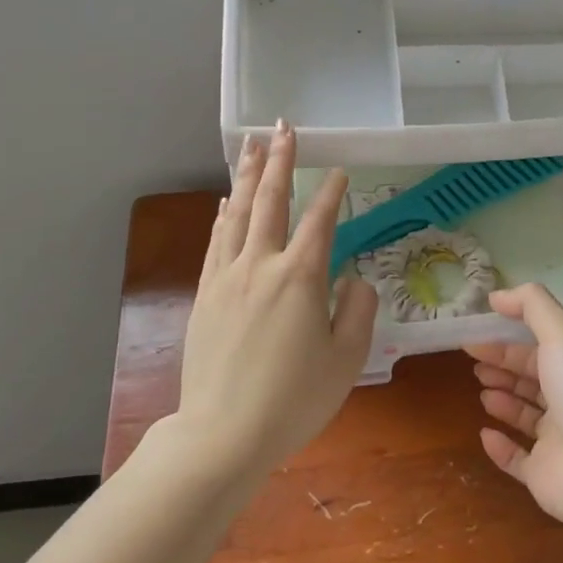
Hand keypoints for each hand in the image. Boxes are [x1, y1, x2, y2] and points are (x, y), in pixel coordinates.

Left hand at [176, 122, 378, 476]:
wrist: (223, 435)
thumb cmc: (294, 400)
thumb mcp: (346, 359)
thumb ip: (358, 310)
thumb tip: (353, 280)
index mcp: (300, 277)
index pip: (320, 220)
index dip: (332, 192)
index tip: (340, 171)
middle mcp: (260, 265)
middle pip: (269, 201)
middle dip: (279, 161)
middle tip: (283, 127)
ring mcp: (226, 278)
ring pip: (236, 214)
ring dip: (246, 176)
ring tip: (252, 145)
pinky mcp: (204, 296)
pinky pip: (214, 242)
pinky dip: (222, 216)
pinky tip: (224, 202)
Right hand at [464, 284, 562, 528]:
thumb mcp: (562, 334)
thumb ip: (531, 306)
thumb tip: (496, 295)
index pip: (541, 346)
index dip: (509, 338)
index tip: (477, 331)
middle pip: (532, 378)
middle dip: (503, 366)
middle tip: (473, 361)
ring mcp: (559, 440)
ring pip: (526, 416)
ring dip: (503, 400)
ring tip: (482, 391)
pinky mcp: (544, 475)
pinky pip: (518, 459)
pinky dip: (501, 447)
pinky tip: (485, 434)